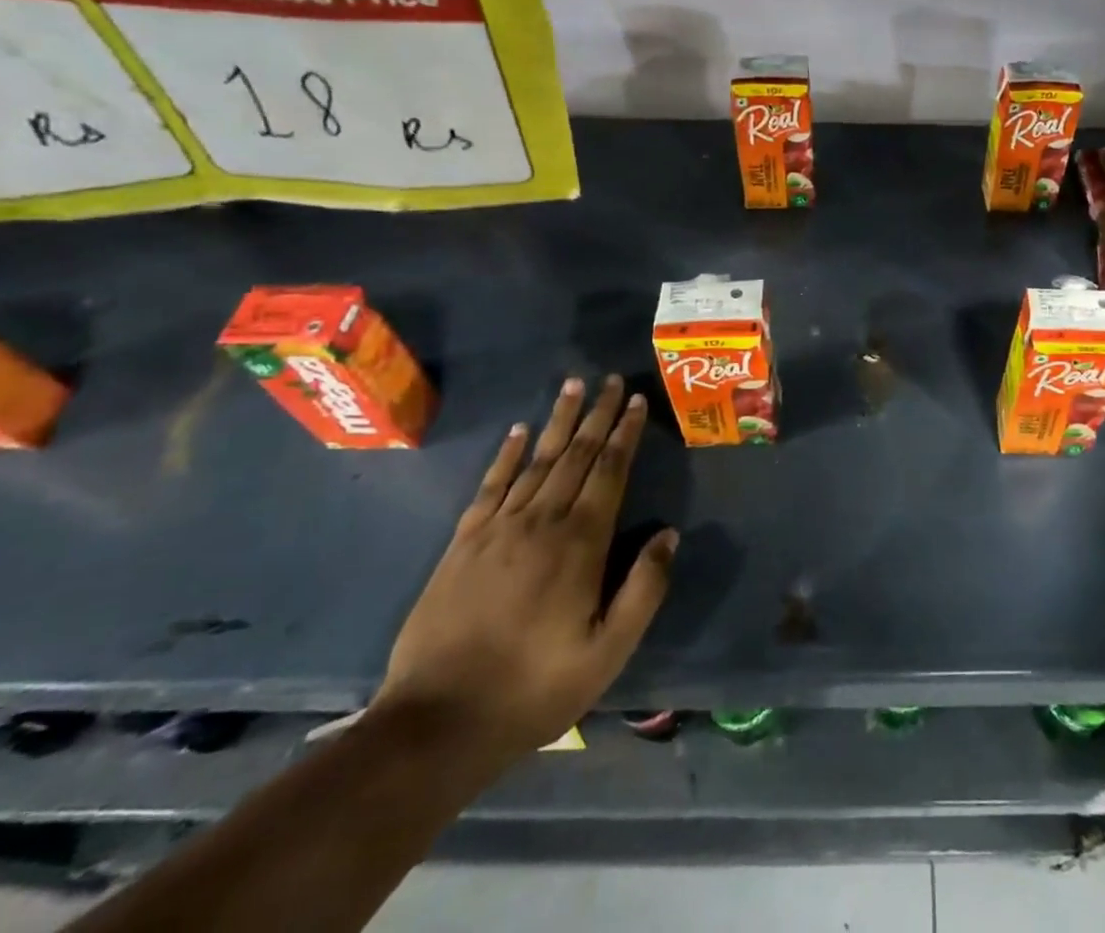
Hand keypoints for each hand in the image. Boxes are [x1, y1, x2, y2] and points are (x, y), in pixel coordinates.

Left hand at [372, 375, 676, 770]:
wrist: (436, 724)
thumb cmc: (534, 688)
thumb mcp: (607, 653)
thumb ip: (644, 590)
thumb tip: (668, 534)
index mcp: (580, 544)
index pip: (609, 472)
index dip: (625, 434)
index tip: (637, 401)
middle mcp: (541, 522)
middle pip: (575, 455)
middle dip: (597, 415)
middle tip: (612, 380)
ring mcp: (497, 529)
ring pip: (535, 460)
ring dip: (557, 421)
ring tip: (572, 386)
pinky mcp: (463, 544)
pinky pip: (490, 485)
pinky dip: (506, 455)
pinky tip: (518, 432)